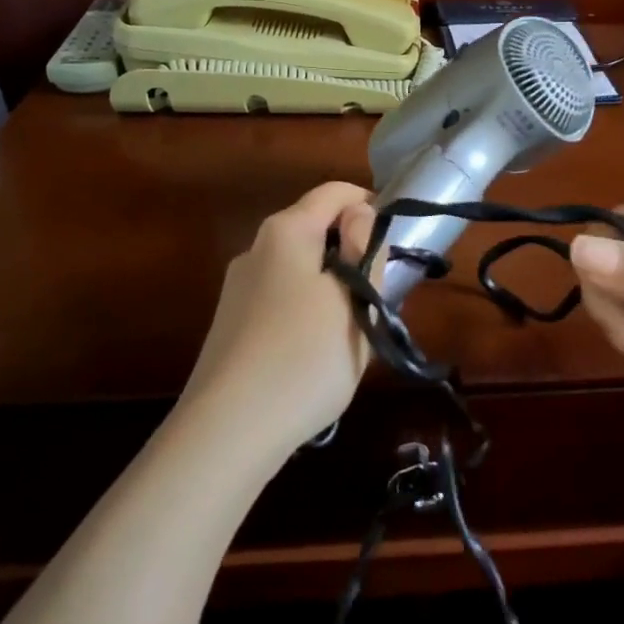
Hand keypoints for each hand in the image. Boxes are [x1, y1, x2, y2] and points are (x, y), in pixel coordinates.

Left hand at [178, 182, 377, 458]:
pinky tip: (315, 355)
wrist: (228, 431)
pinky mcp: (232, 325)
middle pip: (315, 230)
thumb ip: (363, 248)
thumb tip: (359, 213)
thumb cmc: (305, 356)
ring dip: (333, 286)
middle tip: (379, 297)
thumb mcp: (353, 299)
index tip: (395, 246)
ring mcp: (238, 289)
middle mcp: (255, 249)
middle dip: (352, 252)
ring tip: (353, 332)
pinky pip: (283, 300)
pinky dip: (309, 311)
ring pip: (300, 269)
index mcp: (285, 231)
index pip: (335, 192)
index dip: (371, 206)